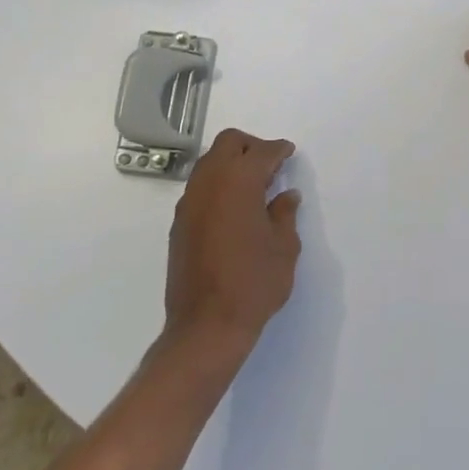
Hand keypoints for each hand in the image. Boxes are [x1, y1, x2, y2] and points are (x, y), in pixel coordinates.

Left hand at [163, 129, 301, 355]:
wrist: (207, 325)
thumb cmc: (254, 283)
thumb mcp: (284, 247)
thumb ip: (284, 214)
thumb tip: (286, 196)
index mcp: (238, 182)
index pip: (260, 152)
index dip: (278, 149)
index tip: (288, 152)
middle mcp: (209, 183)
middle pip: (228, 144)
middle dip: (251, 146)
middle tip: (271, 164)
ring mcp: (190, 202)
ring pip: (209, 163)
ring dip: (231, 163)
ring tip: (254, 186)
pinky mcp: (180, 223)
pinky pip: (200, 187)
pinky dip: (218, 184)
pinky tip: (234, 208)